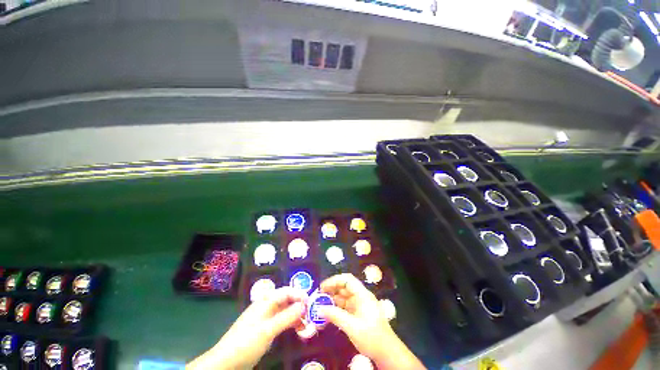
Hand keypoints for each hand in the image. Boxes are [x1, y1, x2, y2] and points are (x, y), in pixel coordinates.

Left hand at [187, 287, 306, 369]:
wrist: (225, 362)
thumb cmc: (246, 343)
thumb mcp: (268, 330)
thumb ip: (287, 317)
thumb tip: (304, 305)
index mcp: (265, 302)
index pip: (286, 291)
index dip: (299, 294)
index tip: (311, 302)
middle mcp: (266, 306)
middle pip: (286, 300)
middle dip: (299, 305)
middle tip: (310, 314)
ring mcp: (265, 317)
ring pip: (284, 311)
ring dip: (295, 315)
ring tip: (306, 324)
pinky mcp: (264, 328)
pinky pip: (281, 321)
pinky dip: (290, 323)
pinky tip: (296, 329)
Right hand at [318, 274, 424, 369]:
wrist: (387, 353)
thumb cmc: (372, 337)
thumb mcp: (352, 327)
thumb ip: (335, 316)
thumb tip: (319, 308)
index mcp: (363, 295)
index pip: (347, 280)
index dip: (334, 280)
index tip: (322, 287)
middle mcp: (361, 297)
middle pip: (345, 287)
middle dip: (332, 289)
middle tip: (319, 296)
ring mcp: (360, 305)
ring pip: (344, 297)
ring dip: (333, 299)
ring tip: (321, 304)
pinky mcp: (358, 313)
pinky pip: (345, 306)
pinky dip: (337, 308)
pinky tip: (329, 312)